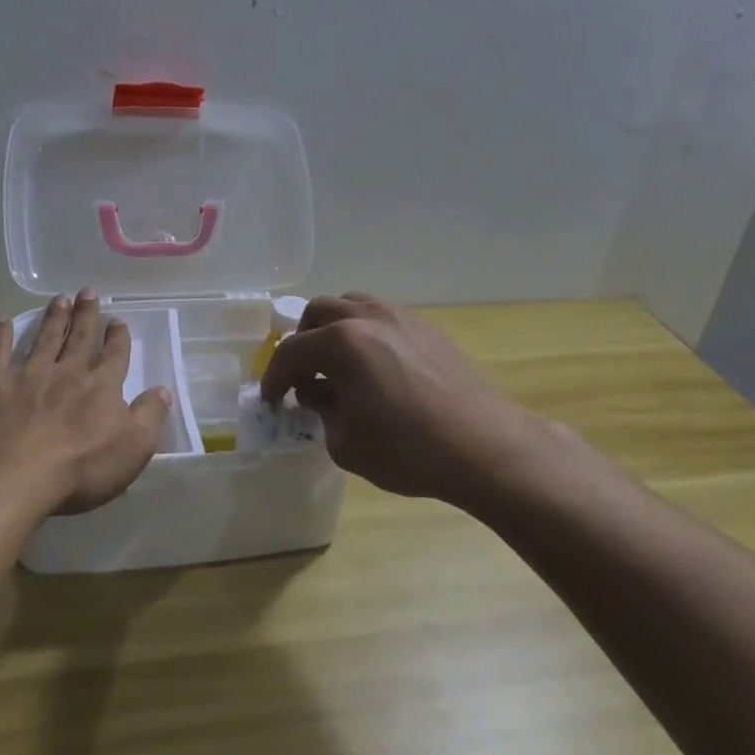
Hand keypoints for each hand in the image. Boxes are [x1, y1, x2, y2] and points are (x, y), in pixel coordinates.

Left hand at [0, 290, 171, 514]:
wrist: (13, 476)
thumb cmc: (80, 467)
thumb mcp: (133, 446)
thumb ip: (150, 414)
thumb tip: (163, 389)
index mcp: (101, 386)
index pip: (114, 355)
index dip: (118, 337)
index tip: (118, 321)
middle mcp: (67, 371)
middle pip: (80, 337)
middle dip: (86, 314)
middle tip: (87, 292)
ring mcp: (28, 375)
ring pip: (45, 338)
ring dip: (53, 318)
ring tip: (59, 299)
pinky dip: (1, 334)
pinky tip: (2, 319)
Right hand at [260, 293, 553, 504]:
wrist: (482, 446)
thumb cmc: (406, 449)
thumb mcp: (345, 441)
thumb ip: (321, 409)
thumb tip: (317, 391)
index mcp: (342, 342)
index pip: (292, 351)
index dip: (274, 377)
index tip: (272, 399)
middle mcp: (368, 317)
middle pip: (320, 312)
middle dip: (303, 341)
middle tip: (303, 374)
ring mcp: (402, 318)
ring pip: (354, 305)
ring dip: (335, 329)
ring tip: (338, 363)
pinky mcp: (428, 329)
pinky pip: (383, 318)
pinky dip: (366, 334)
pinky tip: (376, 367)